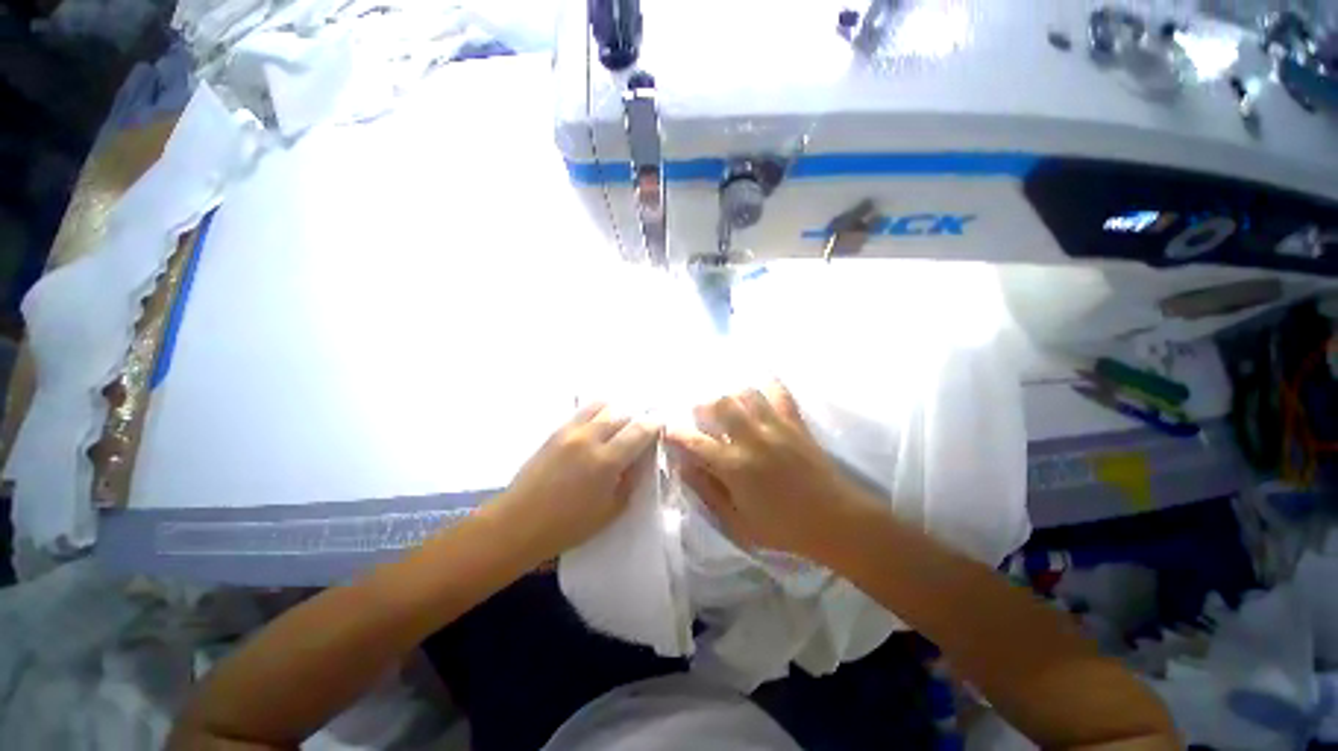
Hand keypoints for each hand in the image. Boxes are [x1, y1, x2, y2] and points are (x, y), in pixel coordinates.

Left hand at [498, 402, 659, 562]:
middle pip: (623, 414)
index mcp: (607, 460)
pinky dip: (597, 411)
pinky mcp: (556, 431)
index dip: (654, 424)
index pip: (640, 430)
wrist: (518, 523)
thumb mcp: (611, 510)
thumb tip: (641, 459)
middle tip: (642, 426)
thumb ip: (631, 480)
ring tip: (621, 423)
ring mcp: (570, 431)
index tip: (661, 424)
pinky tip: (599, 422)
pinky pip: (582, 411)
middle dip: (637, 418)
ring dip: (617, 411)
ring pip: (602, 406)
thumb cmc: (568, 525)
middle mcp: (590, 438)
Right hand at [666, 382, 864, 559]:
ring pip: (746, 393)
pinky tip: (759, 387)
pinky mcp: (795, 422)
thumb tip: (683, 466)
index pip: (695, 441)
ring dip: (731, 395)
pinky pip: (779, 392)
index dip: (677, 433)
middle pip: (719, 404)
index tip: (669, 430)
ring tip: (728, 405)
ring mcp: (775, 426)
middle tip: (701, 414)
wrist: (836, 520)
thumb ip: (707, 492)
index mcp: (734, 466)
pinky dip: (767, 384)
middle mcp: (751, 438)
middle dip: (703, 405)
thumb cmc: (783, 527)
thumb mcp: (737, 522)